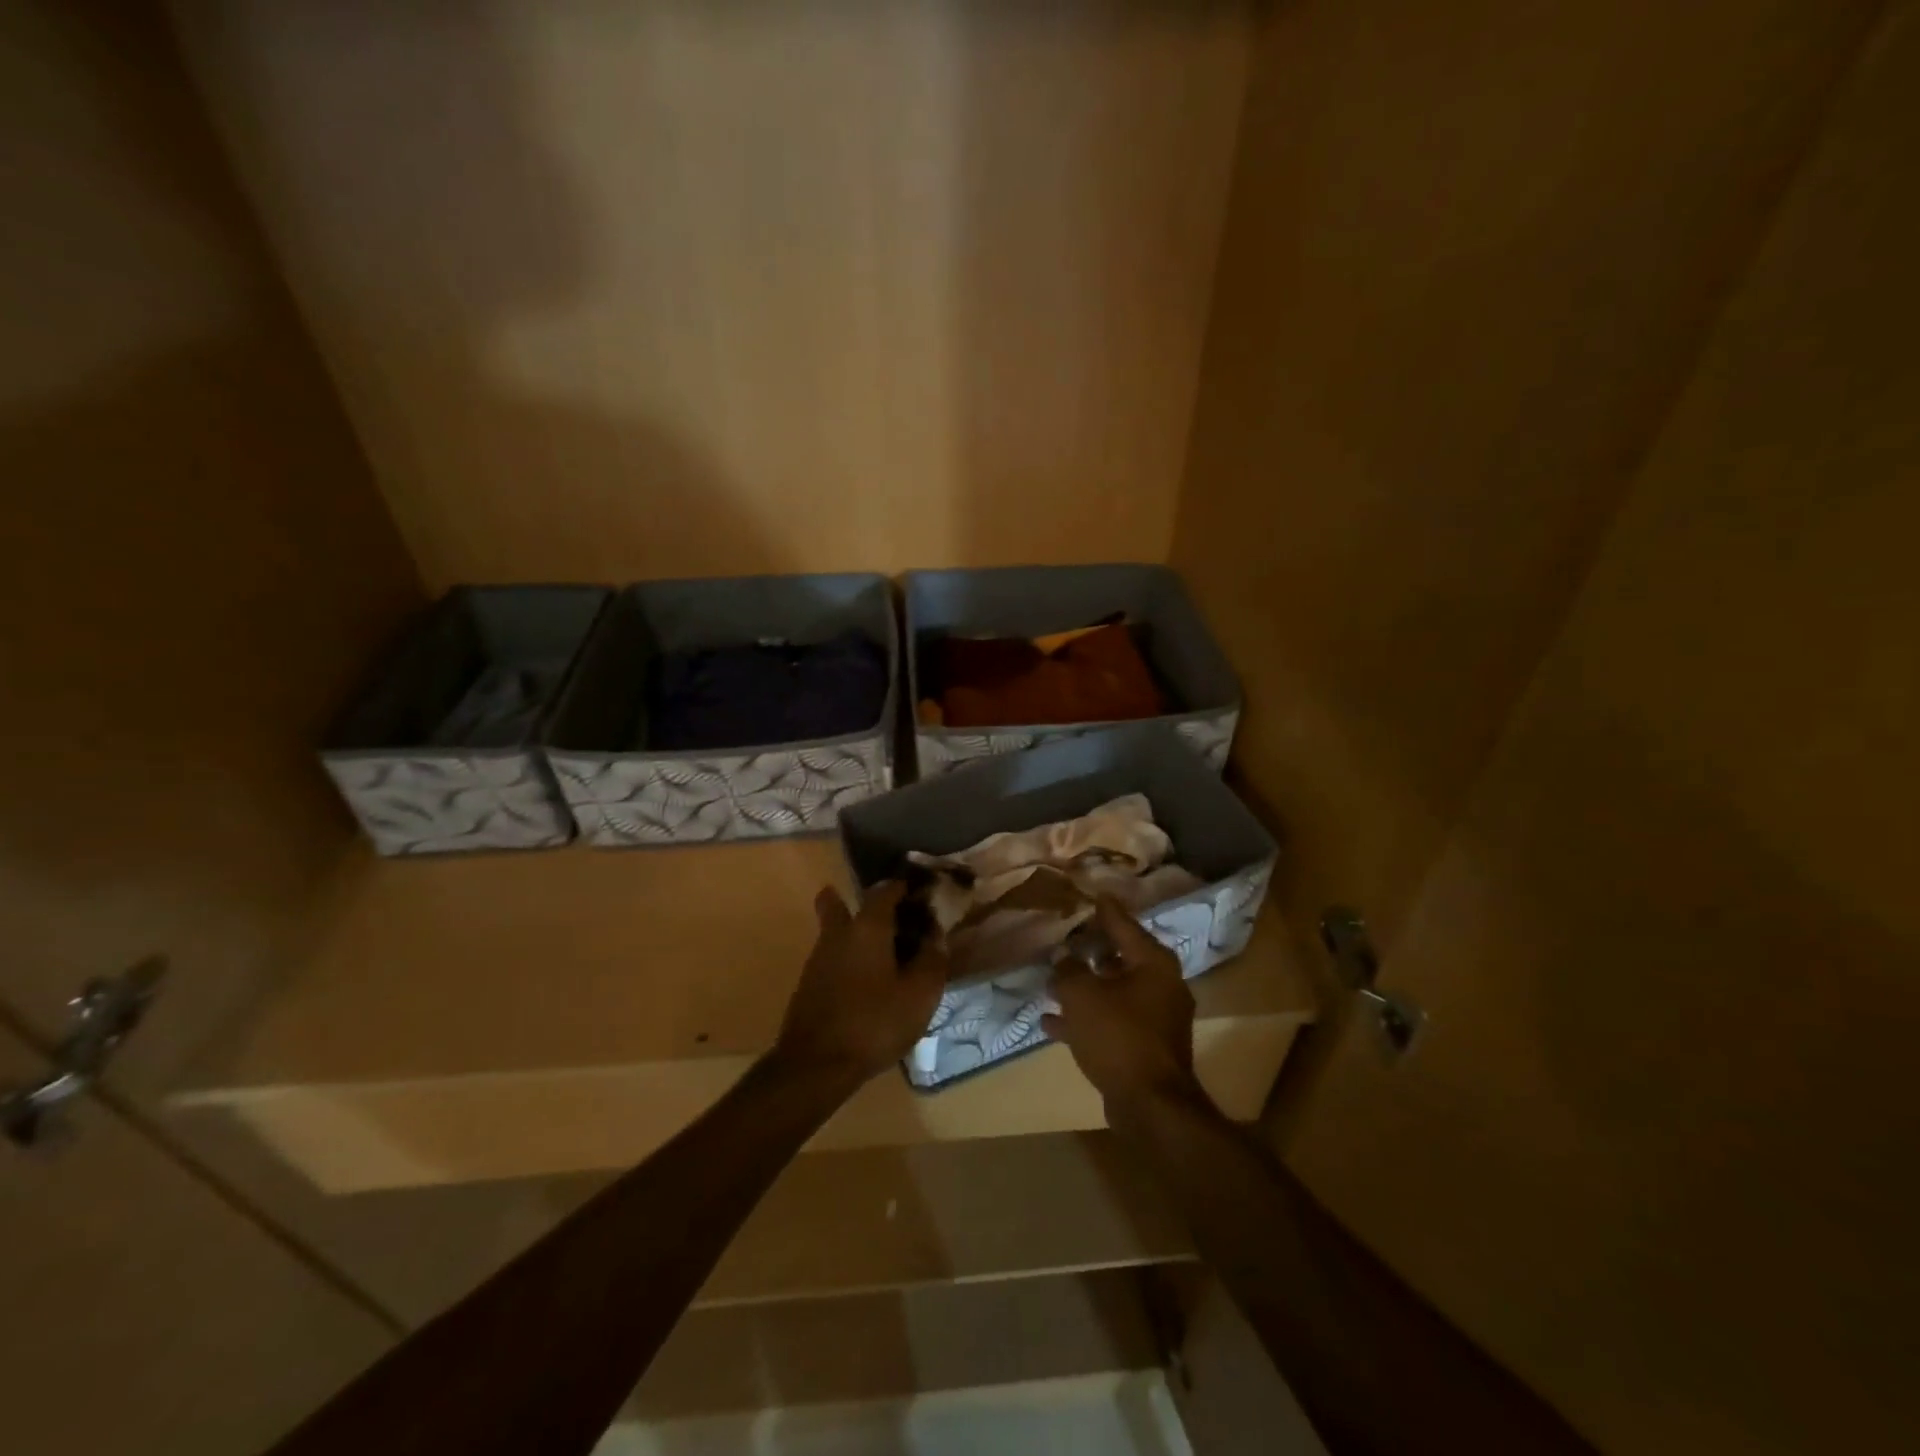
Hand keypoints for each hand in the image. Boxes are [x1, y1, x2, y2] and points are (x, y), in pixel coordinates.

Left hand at [772, 882, 948, 1088]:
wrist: (816, 1065)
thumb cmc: (874, 1022)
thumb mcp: (919, 994)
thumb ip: (932, 959)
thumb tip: (936, 935)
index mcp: (867, 927)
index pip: (885, 890)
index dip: (903, 888)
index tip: (920, 895)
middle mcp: (837, 934)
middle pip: (837, 902)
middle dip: (860, 903)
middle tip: (889, 916)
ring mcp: (817, 959)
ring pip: (834, 932)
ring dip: (855, 933)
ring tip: (884, 954)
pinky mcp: (808, 985)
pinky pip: (831, 958)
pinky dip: (848, 959)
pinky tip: (866, 983)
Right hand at [1043, 895, 1202, 1117]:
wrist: (1150, 1105)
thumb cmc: (1118, 1036)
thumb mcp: (1082, 995)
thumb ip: (1068, 969)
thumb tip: (1062, 954)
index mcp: (1153, 962)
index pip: (1123, 923)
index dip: (1102, 908)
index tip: (1089, 894)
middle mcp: (1161, 984)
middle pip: (1120, 956)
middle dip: (1090, 949)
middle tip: (1064, 937)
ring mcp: (1156, 1017)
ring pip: (1114, 991)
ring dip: (1085, 986)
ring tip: (1051, 980)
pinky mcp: (1146, 1045)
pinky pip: (1112, 1021)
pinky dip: (1087, 1018)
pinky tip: (1051, 1022)